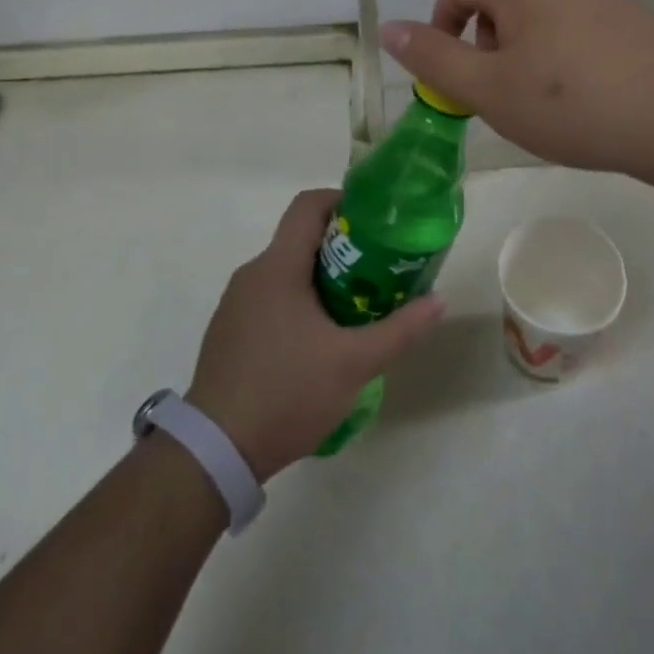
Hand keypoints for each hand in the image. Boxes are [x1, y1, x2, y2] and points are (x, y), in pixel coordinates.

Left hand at [185, 189, 443, 482]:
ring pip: (286, 272)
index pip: (309, 205)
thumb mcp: (354, 363)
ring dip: (321, 279)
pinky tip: (317, 342)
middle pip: (300, 239)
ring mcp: (235, 304)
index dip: (343, 201)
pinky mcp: (228, 332)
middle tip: (378, 271)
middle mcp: (252, 274)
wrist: (215, 452)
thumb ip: (399, 330)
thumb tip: (438, 301)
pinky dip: (298, 304)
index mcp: (277, 266)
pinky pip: (269, 299)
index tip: (375, 222)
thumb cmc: (287, 392)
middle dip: (342, 248)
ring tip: (355, 308)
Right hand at [380, 0, 653, 177]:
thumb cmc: (572, 105)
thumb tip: (388, 28)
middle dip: (485, 40)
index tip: (452, 71)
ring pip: (540, 11)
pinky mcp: (632, 16)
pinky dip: (560, 50)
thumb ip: (434, 58)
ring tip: (539, 97)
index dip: (442, 23)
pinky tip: (581, 94)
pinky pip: (576, 23)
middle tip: (498, 91)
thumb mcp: (489, 89)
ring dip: (522, 48)